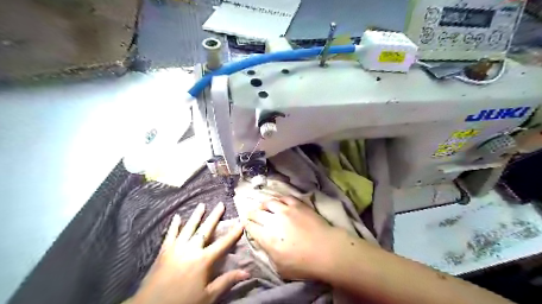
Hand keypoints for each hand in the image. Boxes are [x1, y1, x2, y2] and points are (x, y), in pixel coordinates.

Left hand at [132, 202, 249, 303]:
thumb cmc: (183, 302)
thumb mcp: (208, 296)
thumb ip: (227, 281)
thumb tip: (247, 273)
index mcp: (203, 260)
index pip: (223, 243)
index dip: (233, 233)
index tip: (241, 222)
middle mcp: (191, 249)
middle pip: (205, 230)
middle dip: (214, 217)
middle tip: (220, 204)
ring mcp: (176, 248)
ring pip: (188, 228)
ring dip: (196, 216)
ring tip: (201, 205)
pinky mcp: (164, 252)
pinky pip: (170, 235)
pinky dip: (174, 226)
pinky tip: (177, 217)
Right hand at [244, 197, 339, 279]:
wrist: (326, 250)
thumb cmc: (304, 264)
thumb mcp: (280, 268)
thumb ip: (268, 253)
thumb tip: (263, 242)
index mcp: (267, 238)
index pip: (251, 227)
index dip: (246, 224)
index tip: (246, 223)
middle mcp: (273, 221)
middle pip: (256, 213)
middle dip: (251, 213)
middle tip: (251, 214)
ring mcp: (285, 210)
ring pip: (269, 202)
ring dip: (263, 204)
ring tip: (263, 206)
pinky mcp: (297, 204)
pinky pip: (284, 198)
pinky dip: (279, 200)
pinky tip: (279, 202)